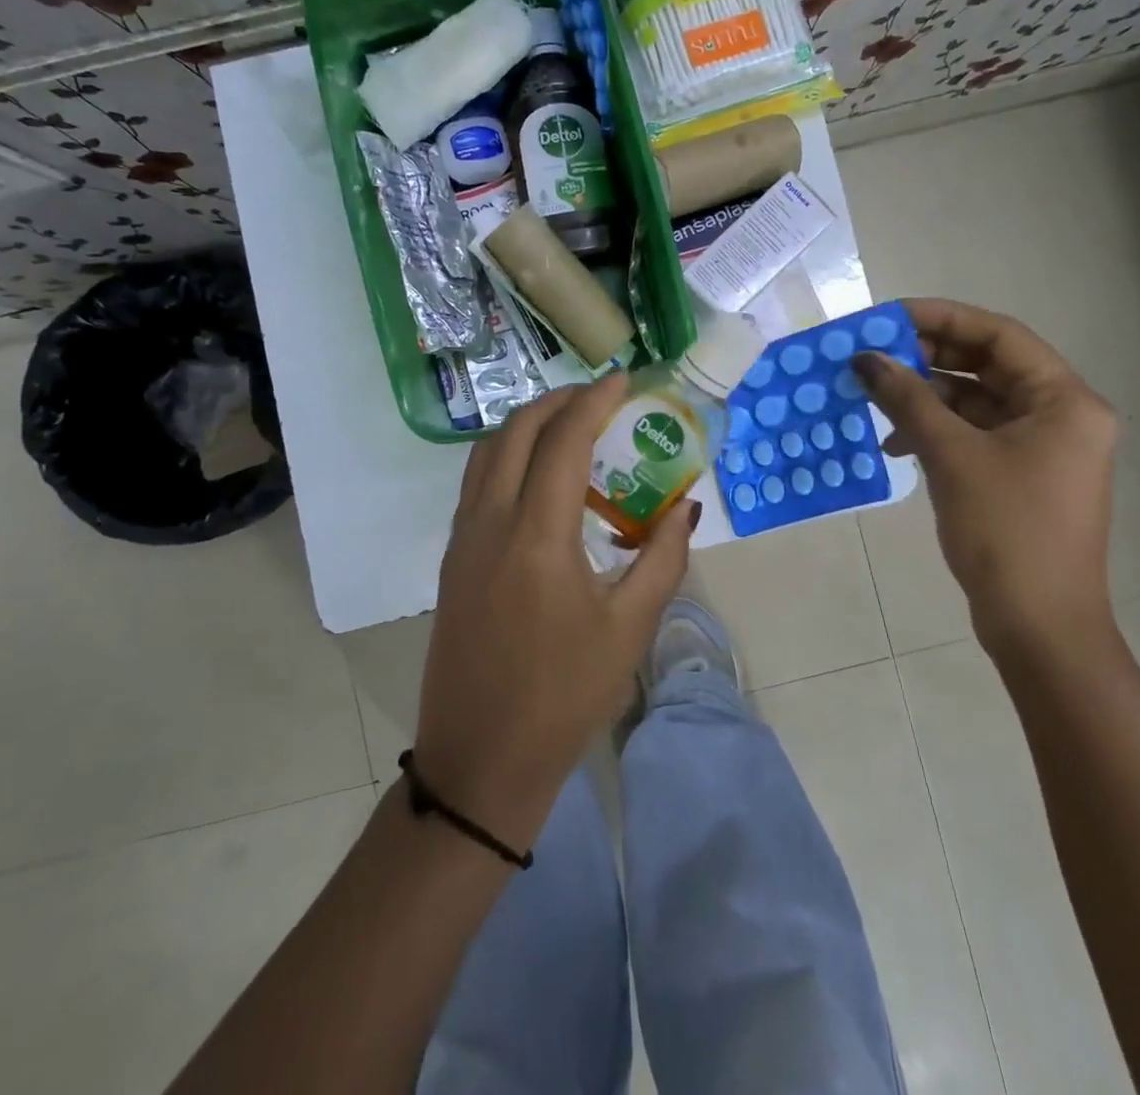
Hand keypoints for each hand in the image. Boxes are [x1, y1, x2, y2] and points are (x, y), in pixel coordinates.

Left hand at [414, 376, 696, 851]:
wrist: (481, 760)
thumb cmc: (564, 697)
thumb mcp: (629, 628)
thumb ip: (663, 558)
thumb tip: (686, 506)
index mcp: (537, 535)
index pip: (564, 440)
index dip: (594, 400)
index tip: (623, 379)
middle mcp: (491, 522)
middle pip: (516, 431)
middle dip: (557, 401)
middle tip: (597, 396)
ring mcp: (464, 539)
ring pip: (488, 452)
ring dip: (527, 425)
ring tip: (568, 425)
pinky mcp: (453, 559)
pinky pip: (477, 482)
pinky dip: (508, 456)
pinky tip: (538, 475)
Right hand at [855, 299, 1117, 659]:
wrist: (1039, 625)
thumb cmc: (1006, 531)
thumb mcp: (952, 456)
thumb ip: (908, 399)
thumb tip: (865, 359)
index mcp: (1064, 401)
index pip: (999, 335)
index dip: (941, 317)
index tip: (886, 317)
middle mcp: (1061, 416)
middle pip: (987, 366)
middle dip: (927, 357)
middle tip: (871, 355)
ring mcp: (1041, 448)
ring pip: (976, 402)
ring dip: (925, 397)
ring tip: (873, 396)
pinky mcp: (1020, 476)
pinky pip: (974, 435)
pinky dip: (935, 431)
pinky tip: (895, 443)